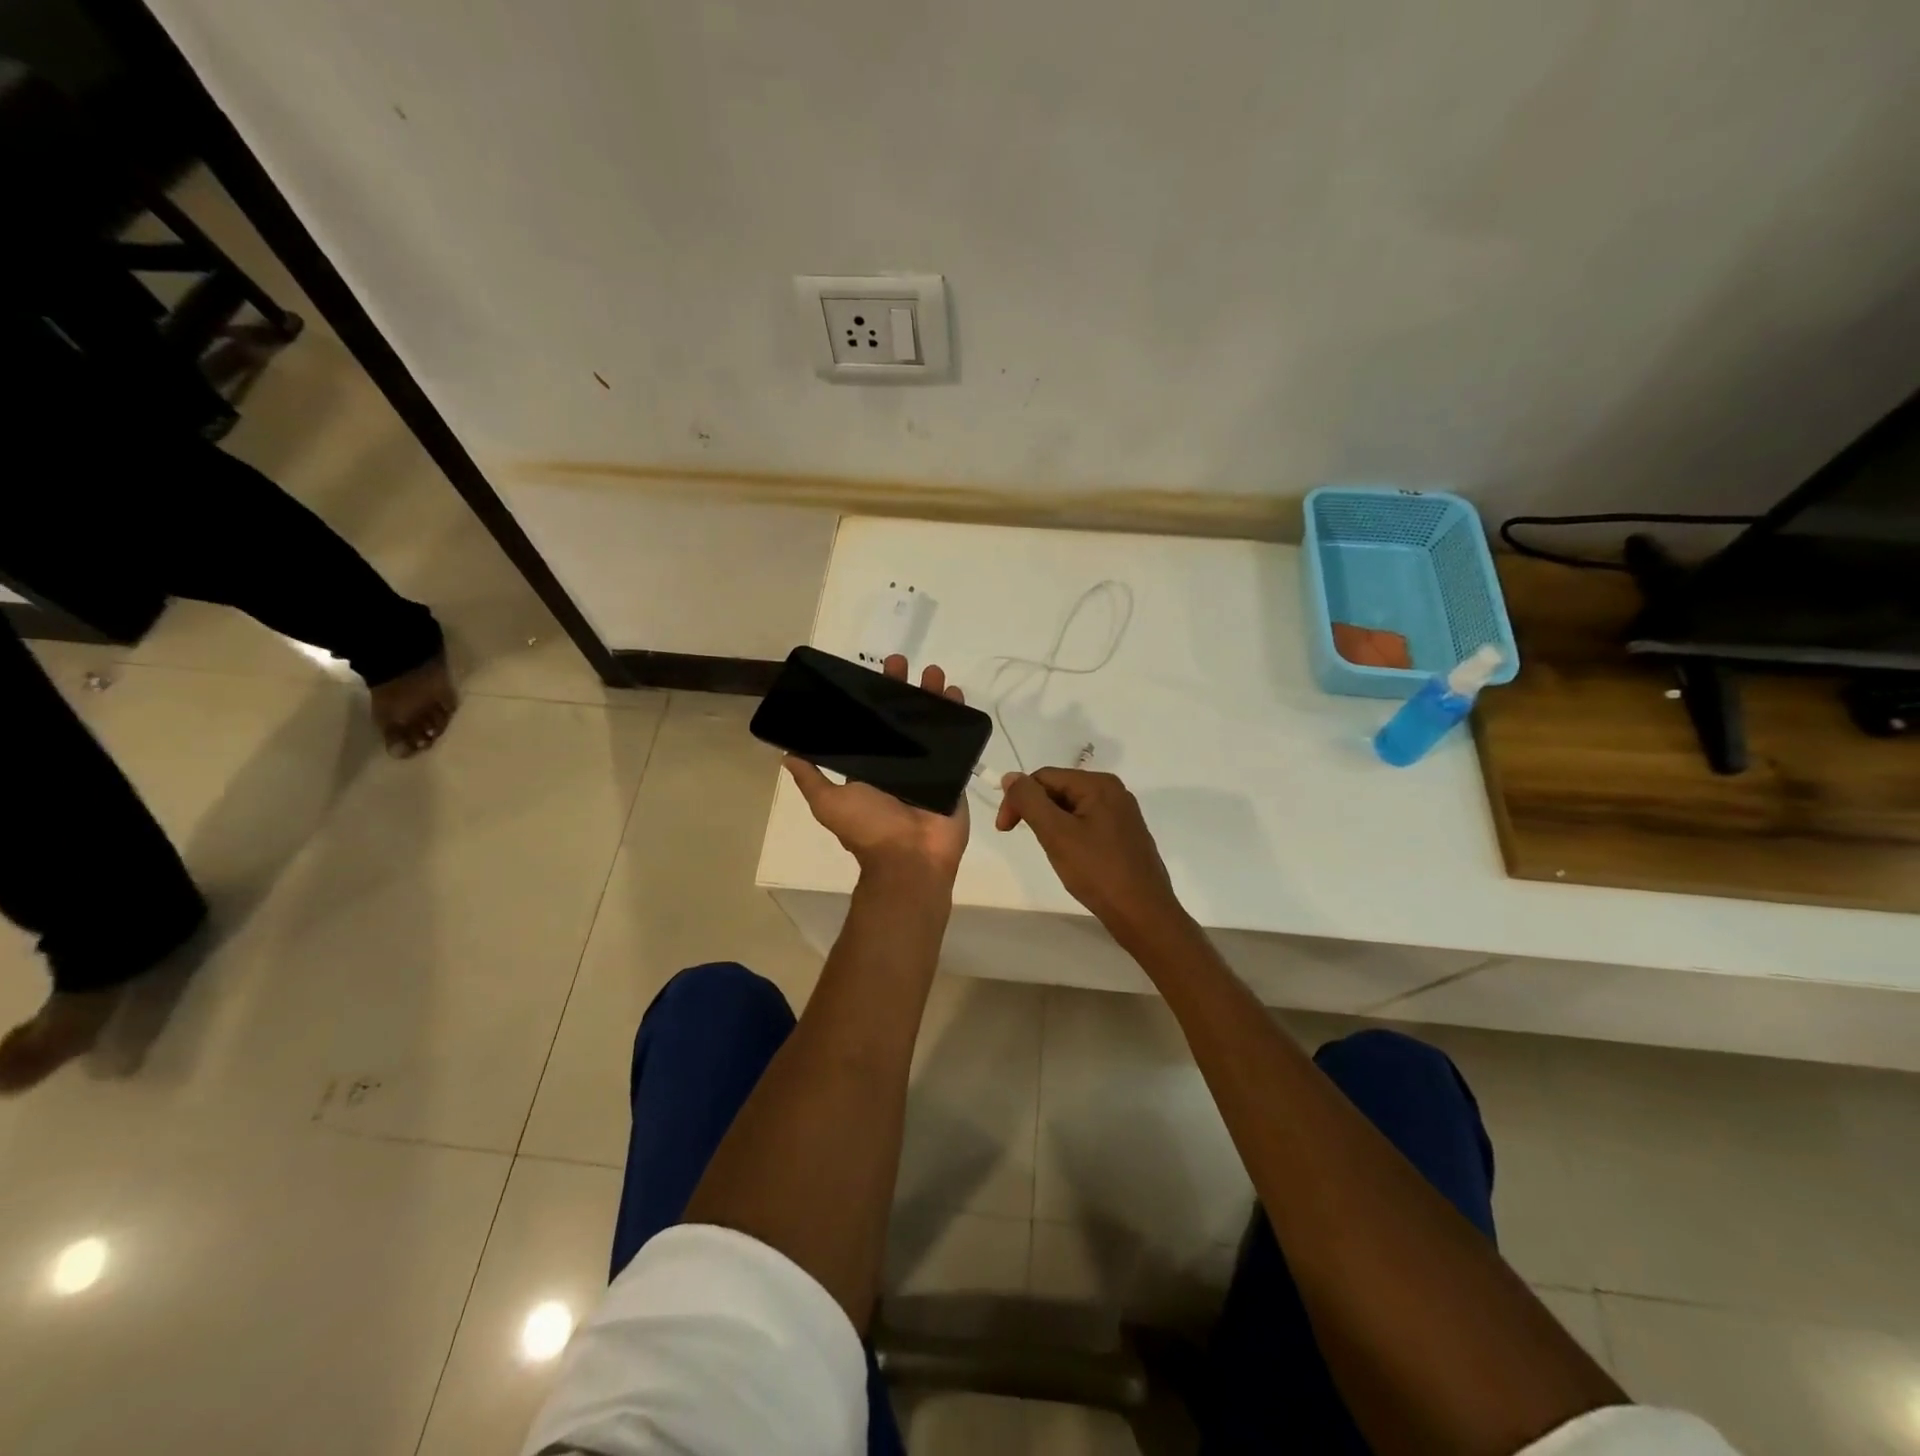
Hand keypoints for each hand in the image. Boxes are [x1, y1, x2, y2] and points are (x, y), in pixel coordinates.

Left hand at [783, 655, 971, 882]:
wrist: (911, 858)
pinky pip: (959, 743)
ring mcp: (929, 768)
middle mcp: (899, 764)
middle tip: (902, 663)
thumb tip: (786, 754)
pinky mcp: (953, 774)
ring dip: (933, 697)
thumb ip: (812, 778)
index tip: (873, 674)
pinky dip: (960, 719)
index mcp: (871, 767)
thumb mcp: (830, 802)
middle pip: (902, 718)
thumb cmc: (870, 828)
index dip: (872, 700)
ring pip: (931, 724)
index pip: (872, 725)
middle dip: (902, 689)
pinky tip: (958, 696)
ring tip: (935, 674)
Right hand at [995, 768, 1189, 946]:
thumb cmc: (1098, 871)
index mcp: (1099, 784)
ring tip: (1052, 851)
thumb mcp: (1056, 833)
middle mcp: (1113, 791)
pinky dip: (1070, 834)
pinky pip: (1087, 823)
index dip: (1018, 799)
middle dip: (1036, 811)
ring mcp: (1122, 813)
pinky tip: (1072, 857)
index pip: (1044, 777)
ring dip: (1052, 824)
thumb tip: (1011, 776)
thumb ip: (1030, 800)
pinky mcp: (1125, 834)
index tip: (1004, 830)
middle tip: (1030, 841)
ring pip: (1071, 808)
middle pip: (1059, 789)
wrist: (1143, 914)